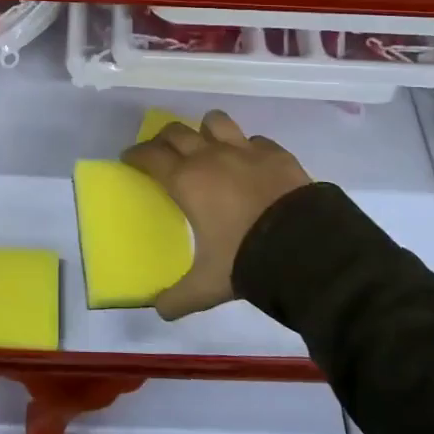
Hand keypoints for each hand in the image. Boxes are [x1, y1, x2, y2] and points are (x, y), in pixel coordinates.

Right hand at [123, 111, 312, 320]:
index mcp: (186, 181)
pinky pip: (255, 139)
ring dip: (205, 130)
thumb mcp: (207, 285)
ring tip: (206, 144)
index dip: (136, 155)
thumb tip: (160, 311)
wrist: (304, 246)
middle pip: (176, 131)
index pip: (150, 156)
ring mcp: (245, 149)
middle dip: (163, 139)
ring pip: (215, 121)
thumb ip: (179, 297)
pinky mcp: (275, 152)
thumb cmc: (245, 259)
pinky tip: (250, 162)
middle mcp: (210, 156)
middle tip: (161, 152)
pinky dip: (247, 146)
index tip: (129, 158)